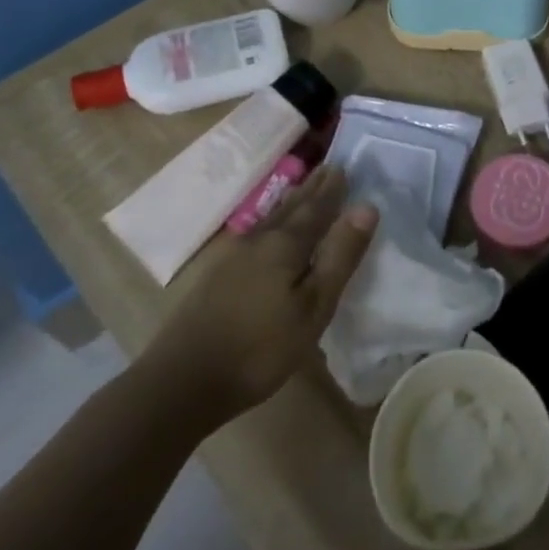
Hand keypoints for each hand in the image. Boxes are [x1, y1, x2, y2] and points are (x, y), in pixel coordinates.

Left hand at [131, 164, 376, 437]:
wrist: (181, 382)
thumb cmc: (260, 348)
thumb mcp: (314, 306)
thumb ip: (340, 256)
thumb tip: (367, 207)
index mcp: (285, 244)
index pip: (316, 208)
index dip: (332, 190)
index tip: (344, 167)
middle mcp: (259, 241)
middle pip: (291, 208)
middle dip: (311, 189)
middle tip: (327, 168)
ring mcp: (233, 258)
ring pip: (270, 220)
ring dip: (290, 203)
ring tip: (302, 189)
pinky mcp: (216, 277)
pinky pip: (255, 235)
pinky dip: (271, 222)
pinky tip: (267, 230)